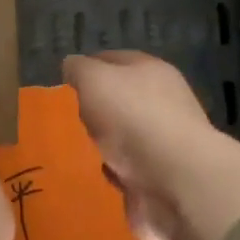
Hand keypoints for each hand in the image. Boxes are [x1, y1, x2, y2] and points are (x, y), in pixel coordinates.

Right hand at [63, 51, 239, 239]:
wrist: (175, 180)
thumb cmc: (133, 117)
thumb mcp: (94, 79)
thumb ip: (79, 69)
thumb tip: (72, 65)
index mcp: (151, 71)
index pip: (114, 59)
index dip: (88, 66)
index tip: (64, 80)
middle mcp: (162, 102)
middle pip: (121, 98)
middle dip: (96, 107)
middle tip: (67, 115)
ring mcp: (163, 141)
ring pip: (124, 134)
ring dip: (104, 141)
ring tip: (77, 146)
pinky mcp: (159, 176)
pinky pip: (128, 168)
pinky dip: (114, 170)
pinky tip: (98, 173)